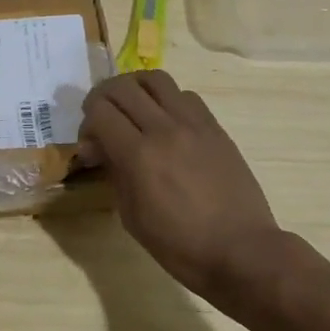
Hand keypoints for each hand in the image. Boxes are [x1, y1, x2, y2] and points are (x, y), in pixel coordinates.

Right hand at [76, 71, 281, 299]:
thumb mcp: (132, 217)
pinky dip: (166, 99)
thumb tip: (98, 147)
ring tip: (132, 108)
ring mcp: (193, 124)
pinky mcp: (214, 127)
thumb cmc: (181, 245)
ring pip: (154, 79)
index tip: (91, 143)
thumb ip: (113, 173)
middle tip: (102, 119)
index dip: (87, 122)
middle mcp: (164, 129)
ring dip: (134, 88)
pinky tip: (166, 121)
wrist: (243, 251)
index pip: (100, 111)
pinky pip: (184, 95)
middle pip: (122, 87)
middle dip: (102, 98)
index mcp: (139, 155)